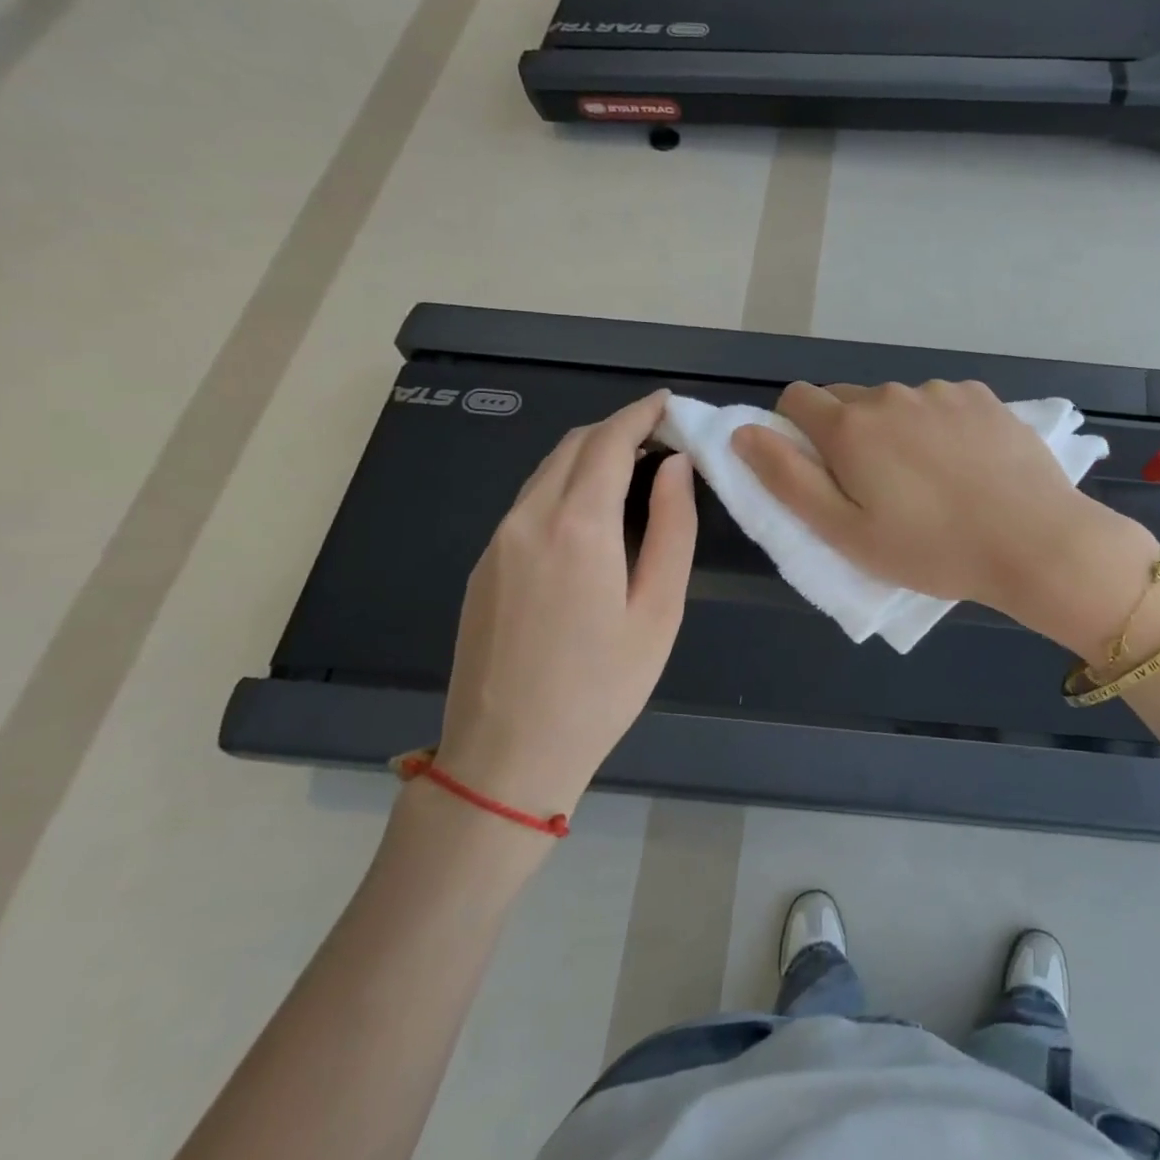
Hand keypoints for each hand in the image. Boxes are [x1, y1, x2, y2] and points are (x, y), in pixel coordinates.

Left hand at [433, 391, 695, 822]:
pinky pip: (528, 501)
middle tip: (663, 438)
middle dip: (619, 428)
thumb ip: (674, 529)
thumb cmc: (601, 687)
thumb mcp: (659, 611)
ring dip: (591, 454)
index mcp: (578, 525)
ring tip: (635, 470)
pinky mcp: (483, 565)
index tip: (670, 404)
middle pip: (575, 445)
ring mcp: (497, 541)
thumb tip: (676, 468)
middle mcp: (529, 518)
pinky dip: (566, 484)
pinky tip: (591, 513)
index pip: (610, 442)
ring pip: (547, 470)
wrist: (506, 755)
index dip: (642, 414)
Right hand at [732, 381, 1158, 651]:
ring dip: (895, 429)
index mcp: (851, 426)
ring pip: (896, 402)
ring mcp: (941, 392)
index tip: (818, 469)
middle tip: (874, 487)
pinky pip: (941, 403)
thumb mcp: (845, 532)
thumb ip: (786, 478)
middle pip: (846, 399)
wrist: (1034, 542)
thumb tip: (744, 432)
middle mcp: (891, 394)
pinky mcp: (983, 397)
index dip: (795, 431)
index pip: (796, 399)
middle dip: (846, 433)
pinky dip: (938, 425)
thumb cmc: (931, 549)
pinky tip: (965, 465)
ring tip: (927, 480)